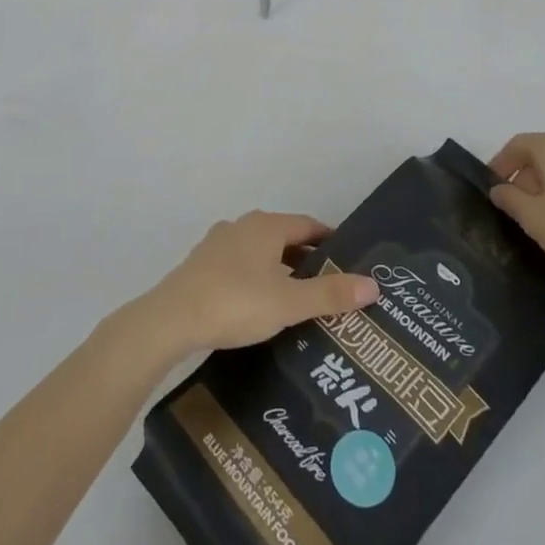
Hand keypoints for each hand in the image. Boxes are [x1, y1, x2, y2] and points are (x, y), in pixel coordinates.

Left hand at [124, 212, 379, 363]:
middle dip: (306, 259)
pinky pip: (240, 266)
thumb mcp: (289, 302)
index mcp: (267, 226)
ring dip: (280, 271)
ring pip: (260, 253)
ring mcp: (218, 244)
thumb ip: (330, 294)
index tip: (348, 262)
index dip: (329, 241)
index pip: (308, 225)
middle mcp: (242, 226)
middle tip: (329, 287)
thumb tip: (373, 285)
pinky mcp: (201, 265)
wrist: (171, 319)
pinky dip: (256, 279)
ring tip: (298, 301)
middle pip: (284, 238)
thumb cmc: (236, 303)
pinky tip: (260, 306)